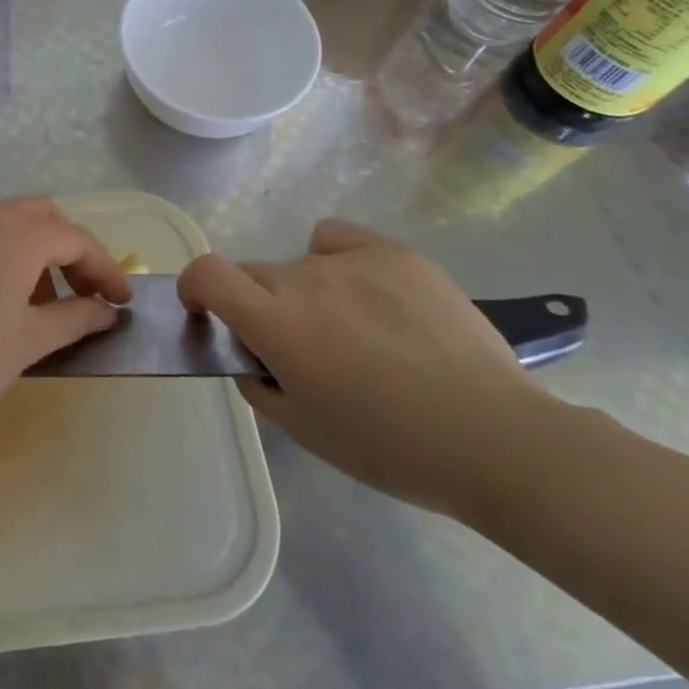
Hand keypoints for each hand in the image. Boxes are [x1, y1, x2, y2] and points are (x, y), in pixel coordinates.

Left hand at [0, 199, 131, 451]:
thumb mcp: (29, 342)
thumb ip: (75, 319)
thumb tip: (106, 310)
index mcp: (19, 233)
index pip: (78, 240)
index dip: (106, 270)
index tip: (124, 302)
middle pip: (45, 218)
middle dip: (72, 251)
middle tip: (86, 295)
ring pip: (11, 224)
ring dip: (38, 252)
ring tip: (45, 303)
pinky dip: (6, 255)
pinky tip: (1, 299)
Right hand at [179, 219, 552, 516]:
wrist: (494, 438)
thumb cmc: (390, 448)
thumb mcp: (304, 430)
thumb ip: (257, 383)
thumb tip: (248, 353)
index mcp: (276, 323)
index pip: (206, 273)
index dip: (193, 286)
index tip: (203, 310)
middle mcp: (304, 279)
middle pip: (254, 274)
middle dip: (257, 305)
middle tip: (297, 347)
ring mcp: (352, 260)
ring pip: (299, 265)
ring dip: (303, 292)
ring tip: (353, 331)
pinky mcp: (394, 252)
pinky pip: (338, 241)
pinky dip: (335, 260)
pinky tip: (367, 293)